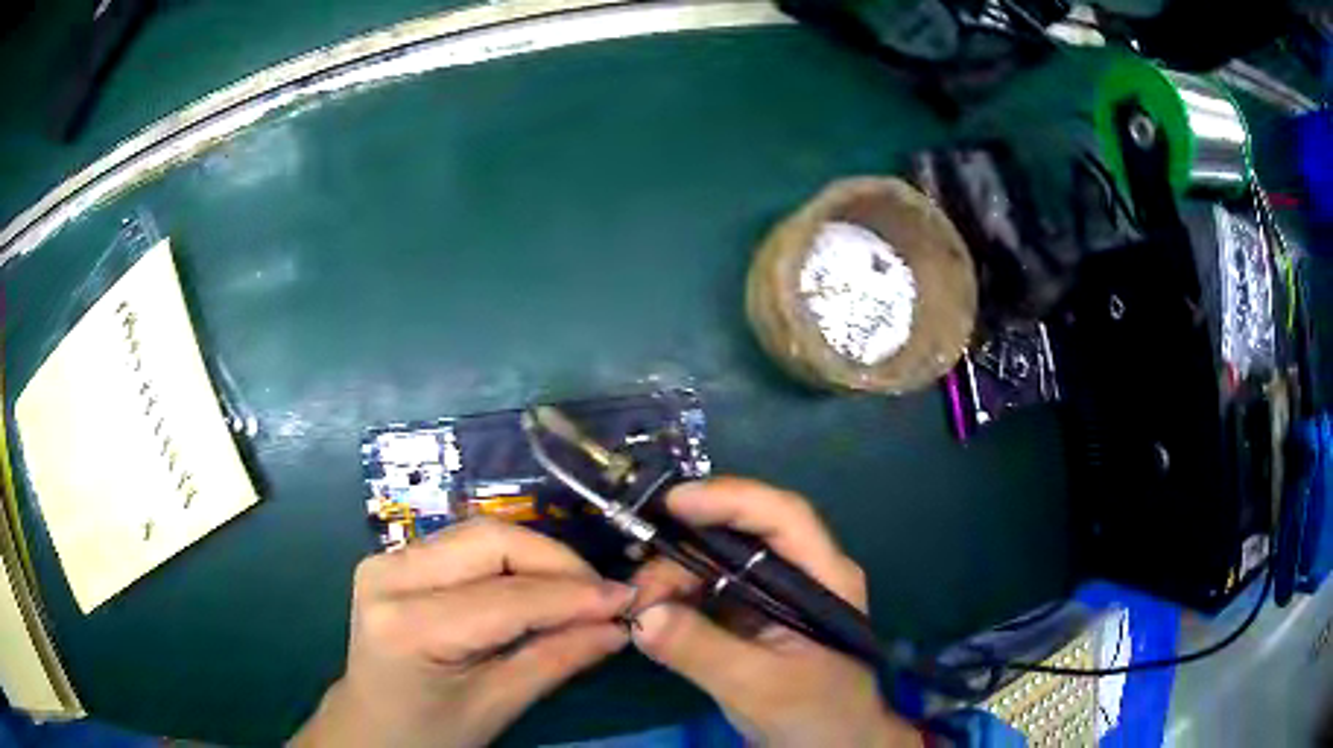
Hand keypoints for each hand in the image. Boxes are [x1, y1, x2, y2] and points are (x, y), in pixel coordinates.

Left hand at [292, 519, 635, 747]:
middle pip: (490, 540)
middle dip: (557, 562)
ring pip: (481, 534)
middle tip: (602, 595)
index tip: (627, 599)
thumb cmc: (429, 731)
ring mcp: (386, 559)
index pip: (506, 596)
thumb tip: (618, 626)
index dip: (574, 594)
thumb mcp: (495, 705)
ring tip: (577, 593)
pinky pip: (467, 545)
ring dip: (537, 558)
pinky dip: (512, 561)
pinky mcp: (395, 558)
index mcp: (408, 625)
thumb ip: (556, 660)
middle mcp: (389, 574)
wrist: (370, 725)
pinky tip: (537, 588)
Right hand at [630, 477, 921, 747]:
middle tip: (641, 587)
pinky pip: (708, 592)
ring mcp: (775, 595)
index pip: (783, 518)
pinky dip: (677, 598)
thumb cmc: (816, 713)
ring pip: (717, 562)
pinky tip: (654, 615)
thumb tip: (643, 615)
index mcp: (825, 578)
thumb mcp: (760, 686)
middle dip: (685, 551)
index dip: (731, 500)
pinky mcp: (751, 616)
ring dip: (674, 577)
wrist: (833, 746)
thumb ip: (702, 651)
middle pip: (741, 536)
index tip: (673, 504)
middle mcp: (801, 574)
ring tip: (642, 609)